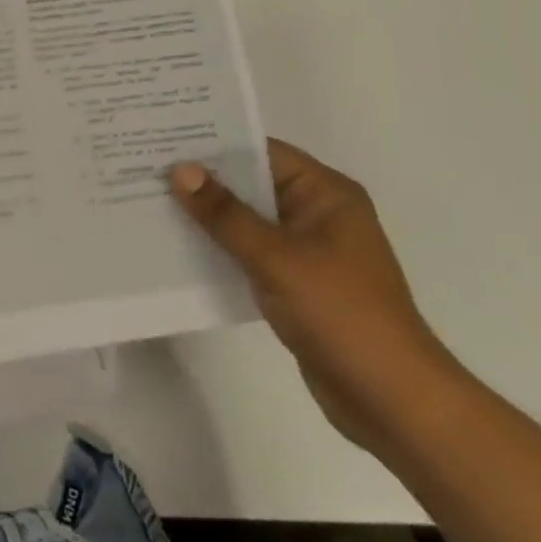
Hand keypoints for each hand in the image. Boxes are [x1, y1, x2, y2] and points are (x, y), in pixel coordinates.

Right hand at [172, 140, 460, 453]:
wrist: (394, 404)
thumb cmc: (342, 315)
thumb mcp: (277, 258)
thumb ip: (225, 213)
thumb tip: (180, 169)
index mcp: (325, 193)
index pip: (260, 151)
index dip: (212, 143)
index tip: (164, 136)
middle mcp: (316, 213)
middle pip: (250, 183)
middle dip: (203, 179)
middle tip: (146, 165)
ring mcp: (307, 250)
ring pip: (246, 219)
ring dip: (207, 215)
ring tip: (150, 199)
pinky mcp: (296, 283)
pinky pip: (249, 252)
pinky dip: (219, 247)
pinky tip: (177, 244)